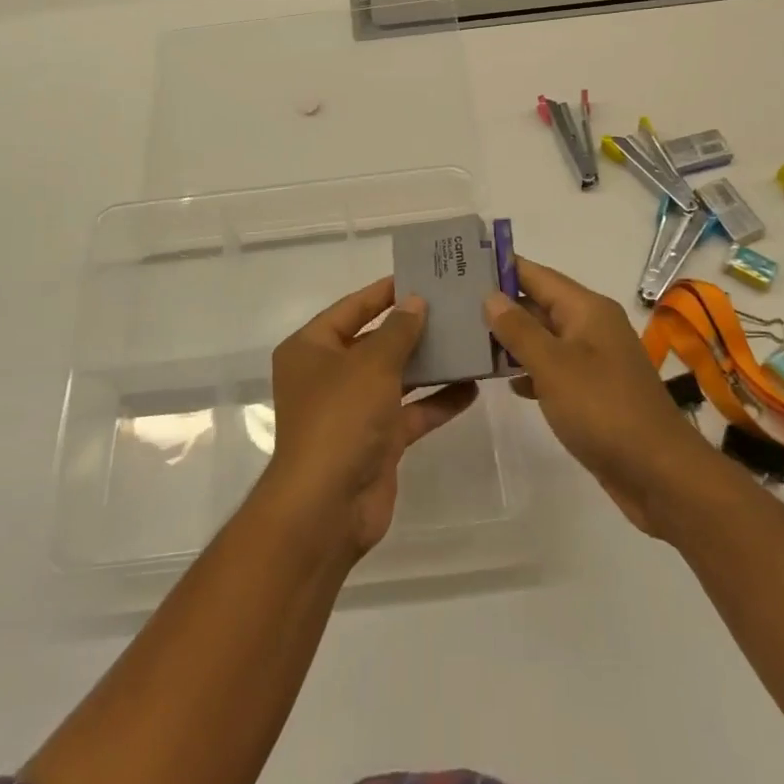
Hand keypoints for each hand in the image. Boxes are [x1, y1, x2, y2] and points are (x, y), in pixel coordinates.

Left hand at [264, 277, 477, 558]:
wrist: (327, 507)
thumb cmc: (340, 419)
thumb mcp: (371, 364)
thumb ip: (398, 331)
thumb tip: (415, 302)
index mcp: (311, 349)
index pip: (351, 309)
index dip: (383, 292)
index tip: (419, 277)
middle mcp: (328, 375)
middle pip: (375, 342)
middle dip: (412, 328)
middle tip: (453, 307)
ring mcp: (353, 410)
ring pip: (396, 377)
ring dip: (430, 364)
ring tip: (468, 341)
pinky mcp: (377, 441)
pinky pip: (410, 412)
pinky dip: (436, 401)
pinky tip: (471, 388)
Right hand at [484, 257, 707, 534]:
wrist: (659, 474)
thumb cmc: (603, 409)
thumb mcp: (553, 366)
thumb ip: (519, 329)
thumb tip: (491, 296)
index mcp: (587, 309)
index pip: (536, 274)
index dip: (502, 267)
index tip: (461, 264)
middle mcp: (592, 326)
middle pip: (539, 304)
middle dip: (501, 304)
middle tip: (454, 304)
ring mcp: (594, 360)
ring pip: (545, 338)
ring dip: (512, 339)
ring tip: (468, 339)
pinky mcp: (594, 391)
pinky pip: (554, 368)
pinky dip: (530, 370)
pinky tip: (504, 382)